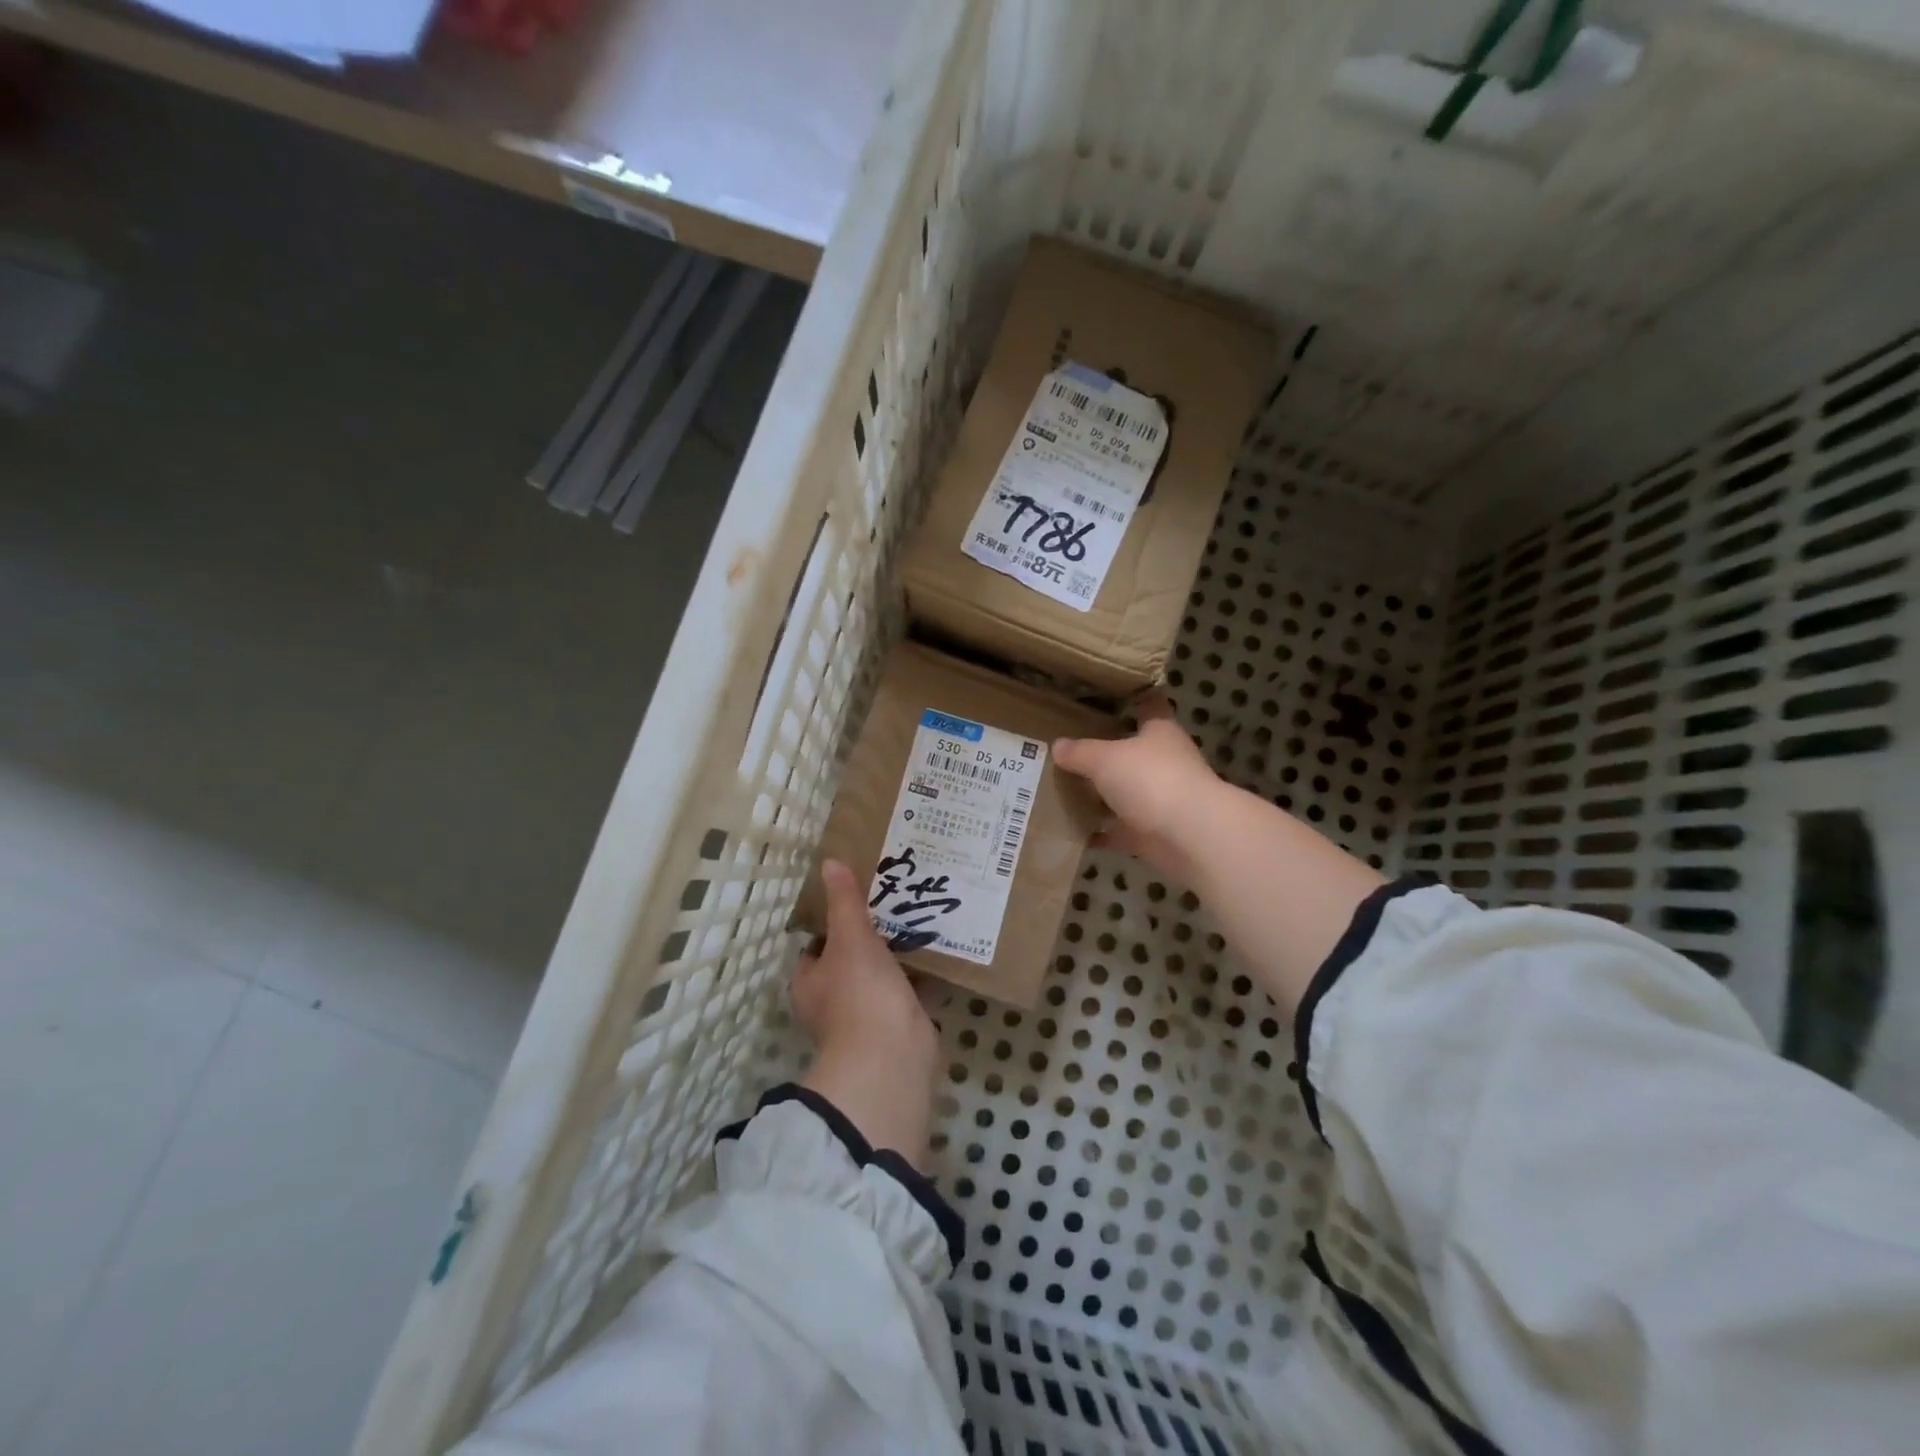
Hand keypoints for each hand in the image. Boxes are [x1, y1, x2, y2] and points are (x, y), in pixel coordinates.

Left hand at [795, 860, 940, 1164]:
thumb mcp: (851, 937)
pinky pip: (904, 996)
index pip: (814, 948)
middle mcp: (829, 1003)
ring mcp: (863, 1019)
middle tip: (892, 910)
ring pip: (877, 980)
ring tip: (916, 925)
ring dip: (894, 960)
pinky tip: (937, 959)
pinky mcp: (894, 1028)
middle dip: (868, 942)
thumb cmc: (860, 992)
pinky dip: (918, 981)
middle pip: (847, 963)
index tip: (856, 903)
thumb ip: (844, 901)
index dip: (831, 927)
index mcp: (808, 983)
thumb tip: (829, 862)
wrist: (892, 1055)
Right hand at [1052, 696, 1221, 882]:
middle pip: (1132, 752)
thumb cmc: (1151, 780)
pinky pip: (1120, 830)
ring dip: (1100, 795)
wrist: (1190, 836)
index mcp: (1159, 731)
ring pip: (1125, 792)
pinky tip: (1073, 831)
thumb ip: (1080, 752)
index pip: (1147, 705)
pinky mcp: (1154, 833)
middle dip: (1104, 753)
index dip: (1128, 699)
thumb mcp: (1105, 758)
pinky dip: (1101, 832)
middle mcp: (1164, 761)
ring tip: (1061, 790)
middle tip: (1066, 749)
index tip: (1101, 698)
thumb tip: (1058, 746)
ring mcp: (1161, 799)